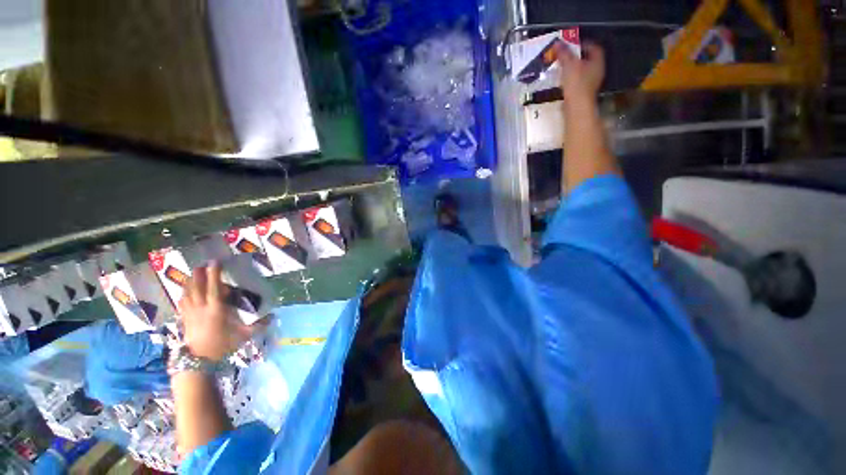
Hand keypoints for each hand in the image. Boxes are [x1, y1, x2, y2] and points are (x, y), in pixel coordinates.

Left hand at [178, 263, 258, 361]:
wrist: (199, 360)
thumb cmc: (222, 345)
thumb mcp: (242, 336)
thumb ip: (258, 325)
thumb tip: (273, 317)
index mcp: (216, 309)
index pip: (214, 287)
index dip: (214, 274)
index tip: (215, 262)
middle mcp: (201, 308)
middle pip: (197, 286)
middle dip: (199, 274)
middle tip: (203, 264)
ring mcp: (190, 313)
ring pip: (187, 292)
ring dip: (190, 281)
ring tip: (194, 273)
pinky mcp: (185, 318)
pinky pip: (182, 301)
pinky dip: (184, 293)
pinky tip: (186, 291)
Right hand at [556, 42, 604, 103]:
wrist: (576, 106)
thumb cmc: (576, 83)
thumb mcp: (569, 64)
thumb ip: (564, 53)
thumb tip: (557, 42)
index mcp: (597, 61)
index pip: (594, 47)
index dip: (583, 43)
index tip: (572, 44)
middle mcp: (597, 70)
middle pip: (588, 59)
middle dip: (577, 56)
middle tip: (565, 55)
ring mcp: (591, 82)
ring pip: (582, 70)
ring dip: (573, 68)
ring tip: (562, 67)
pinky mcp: (584, 92)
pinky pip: (578, 81)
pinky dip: (571, 78)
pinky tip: (562, 80)